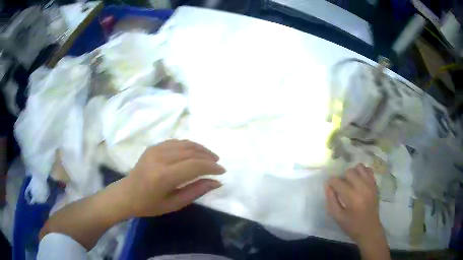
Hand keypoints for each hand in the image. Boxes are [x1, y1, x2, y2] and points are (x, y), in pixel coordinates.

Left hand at [121, 139, 225, 216]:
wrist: (127, 194)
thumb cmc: (149, 204)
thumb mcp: (174, 203)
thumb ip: (196, 191)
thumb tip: (216, 182)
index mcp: (164, 176)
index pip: (194, 166)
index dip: (211, 167)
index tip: (222, 171)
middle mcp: (160, 158)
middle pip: (191, 152)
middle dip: (208, 157)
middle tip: (218, 164)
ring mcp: (155, 150)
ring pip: (184, 144)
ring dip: (200, 149)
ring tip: (210, 157)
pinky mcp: (153, 147)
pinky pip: (176, 142)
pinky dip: (189, 145)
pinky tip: (195, 152)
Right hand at [325, 164, 384, 245]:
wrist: (369, 229)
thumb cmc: (352, 226)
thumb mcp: (337, 217)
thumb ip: (331, 200)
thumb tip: (327, 185)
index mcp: (352, 198)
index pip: (338, 182)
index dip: (331, 182)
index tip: (330, 187)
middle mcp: (363, 188)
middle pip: (349, 172)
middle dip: (342, 178)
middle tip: (341, 187)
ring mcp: (371, 185)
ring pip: (359, 167)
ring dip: (352, 173)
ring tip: (350, 182)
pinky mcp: (375, 184)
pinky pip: (368, 170)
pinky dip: (362, 172)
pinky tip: (359, 181)